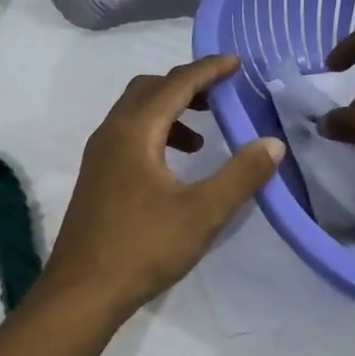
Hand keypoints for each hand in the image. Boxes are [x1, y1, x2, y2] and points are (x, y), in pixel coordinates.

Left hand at [41, 56, 283, 321]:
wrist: (82, 291)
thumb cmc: (143, 247)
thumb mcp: (203, 212)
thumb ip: (241, 174)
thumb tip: (272, 143)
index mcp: (134, 131)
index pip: (175, 84)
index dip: (208, 70)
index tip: (236, 63)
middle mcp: (111, 133)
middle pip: (149, 89)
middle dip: (187, 85)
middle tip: (221, 95)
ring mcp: (99, 155)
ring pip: (136, 113)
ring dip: (170, 111)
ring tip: (203, 137)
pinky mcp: (97, 177)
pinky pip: (128, 135)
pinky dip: (156, 134)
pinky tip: (175, 168)